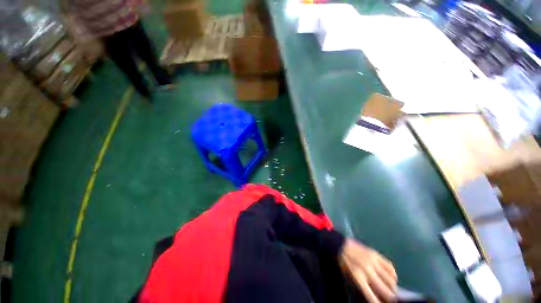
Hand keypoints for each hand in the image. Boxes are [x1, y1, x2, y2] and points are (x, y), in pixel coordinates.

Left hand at [340, 238, 397, 302]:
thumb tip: (375, 296)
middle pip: (386, 290)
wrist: (339, 245)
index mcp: (358, 278)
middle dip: (391, 297)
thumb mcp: (349, 278)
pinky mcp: (375, 253)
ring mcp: (372, 261)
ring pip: (391, 279)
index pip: (372, 297)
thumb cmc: (343, 263)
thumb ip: (362, 288)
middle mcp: (367, 271)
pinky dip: (393, 274)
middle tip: (391, 298)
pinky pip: (390, 266)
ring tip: (391, 288)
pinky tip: (391, 276)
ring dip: (393, 286)